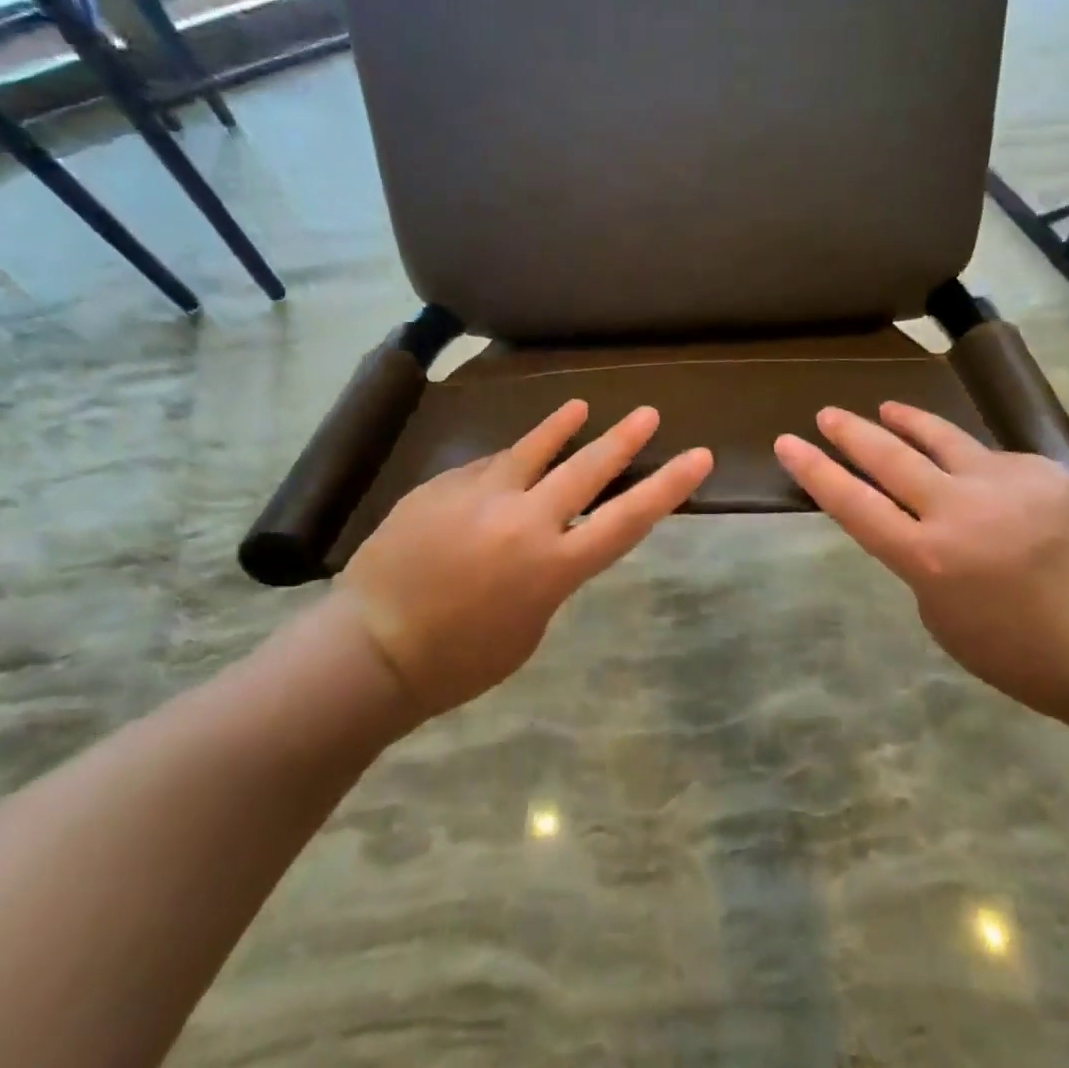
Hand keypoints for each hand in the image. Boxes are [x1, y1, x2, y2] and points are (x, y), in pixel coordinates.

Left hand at [337, 401, 712, 719]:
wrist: (371, 646)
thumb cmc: (458, 660)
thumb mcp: (528, 627)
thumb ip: (548, 573)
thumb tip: (549, 535)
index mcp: (553, 567)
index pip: (627, 519)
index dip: (668, 486)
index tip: (697, 456)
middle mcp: (525, 520)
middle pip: (587, 469)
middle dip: (623, 439)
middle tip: (648, 414)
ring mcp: (481, 495)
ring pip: (533, 449)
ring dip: (562, 428)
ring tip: (581, 407)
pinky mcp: (444, 485)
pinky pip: (485, 468)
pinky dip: (503, 466)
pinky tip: (506, 465)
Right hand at [776, 403, 1068, 724]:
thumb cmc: (1016, 651)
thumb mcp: (941, 614)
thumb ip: (919, 558)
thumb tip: (917, 518)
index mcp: (927, 557)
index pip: (853, 503)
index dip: (815, 471)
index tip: (787, 443)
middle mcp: (958, 509)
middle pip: (889, 457)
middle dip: (851, 433)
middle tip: (827, 414)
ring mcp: (1004, 482)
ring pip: (940, 438)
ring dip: (906, 422)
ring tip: (885, 409)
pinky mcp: (1042, 471)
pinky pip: (993, 460)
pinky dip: (973, 464)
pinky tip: (976, 474)